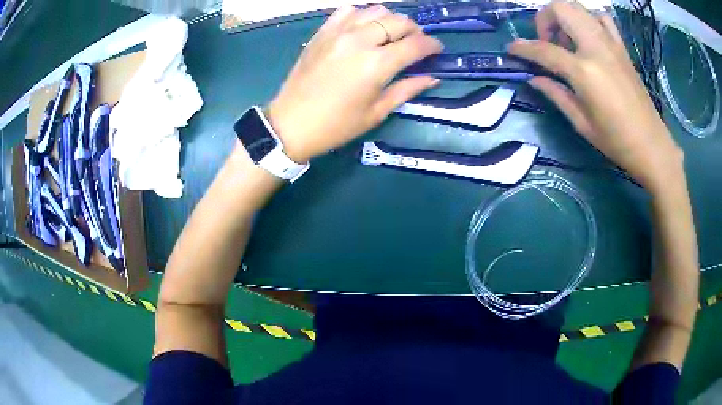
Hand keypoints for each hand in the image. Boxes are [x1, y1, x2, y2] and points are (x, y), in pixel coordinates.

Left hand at [267, 5, 442, 162]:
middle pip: (398, 21)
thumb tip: (432, 77)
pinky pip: (348, 11)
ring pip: (375, 10)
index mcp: (377, 65)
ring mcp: (338, 33)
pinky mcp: (322, 32)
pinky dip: (362, 15)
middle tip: (415, 43)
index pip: (415, 45)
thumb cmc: (336, 125)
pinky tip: (364, 28)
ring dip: (390, 20)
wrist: (291, 124)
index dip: (432, 45)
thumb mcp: (376, 112)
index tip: (437, 49)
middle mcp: (360, 41)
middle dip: (415, 30)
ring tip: (391, 34)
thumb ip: (407, 89)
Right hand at [508, 0, 683, 193]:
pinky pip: (602, 18)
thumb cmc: (617, 141)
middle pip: (560, 9)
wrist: (652, 146)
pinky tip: (588, 36)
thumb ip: (556, 94)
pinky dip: (589, 19)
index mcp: (584, 71)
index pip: (544, 50)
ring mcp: (611, 44)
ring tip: (566, 40)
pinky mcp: (621, 48)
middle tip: (546, 42)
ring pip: (579, 7)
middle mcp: (596, 48)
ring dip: (565, 16)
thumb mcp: (582, 123)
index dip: (523, 48)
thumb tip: (534, 79)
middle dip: (544, 19)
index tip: (512, 50)